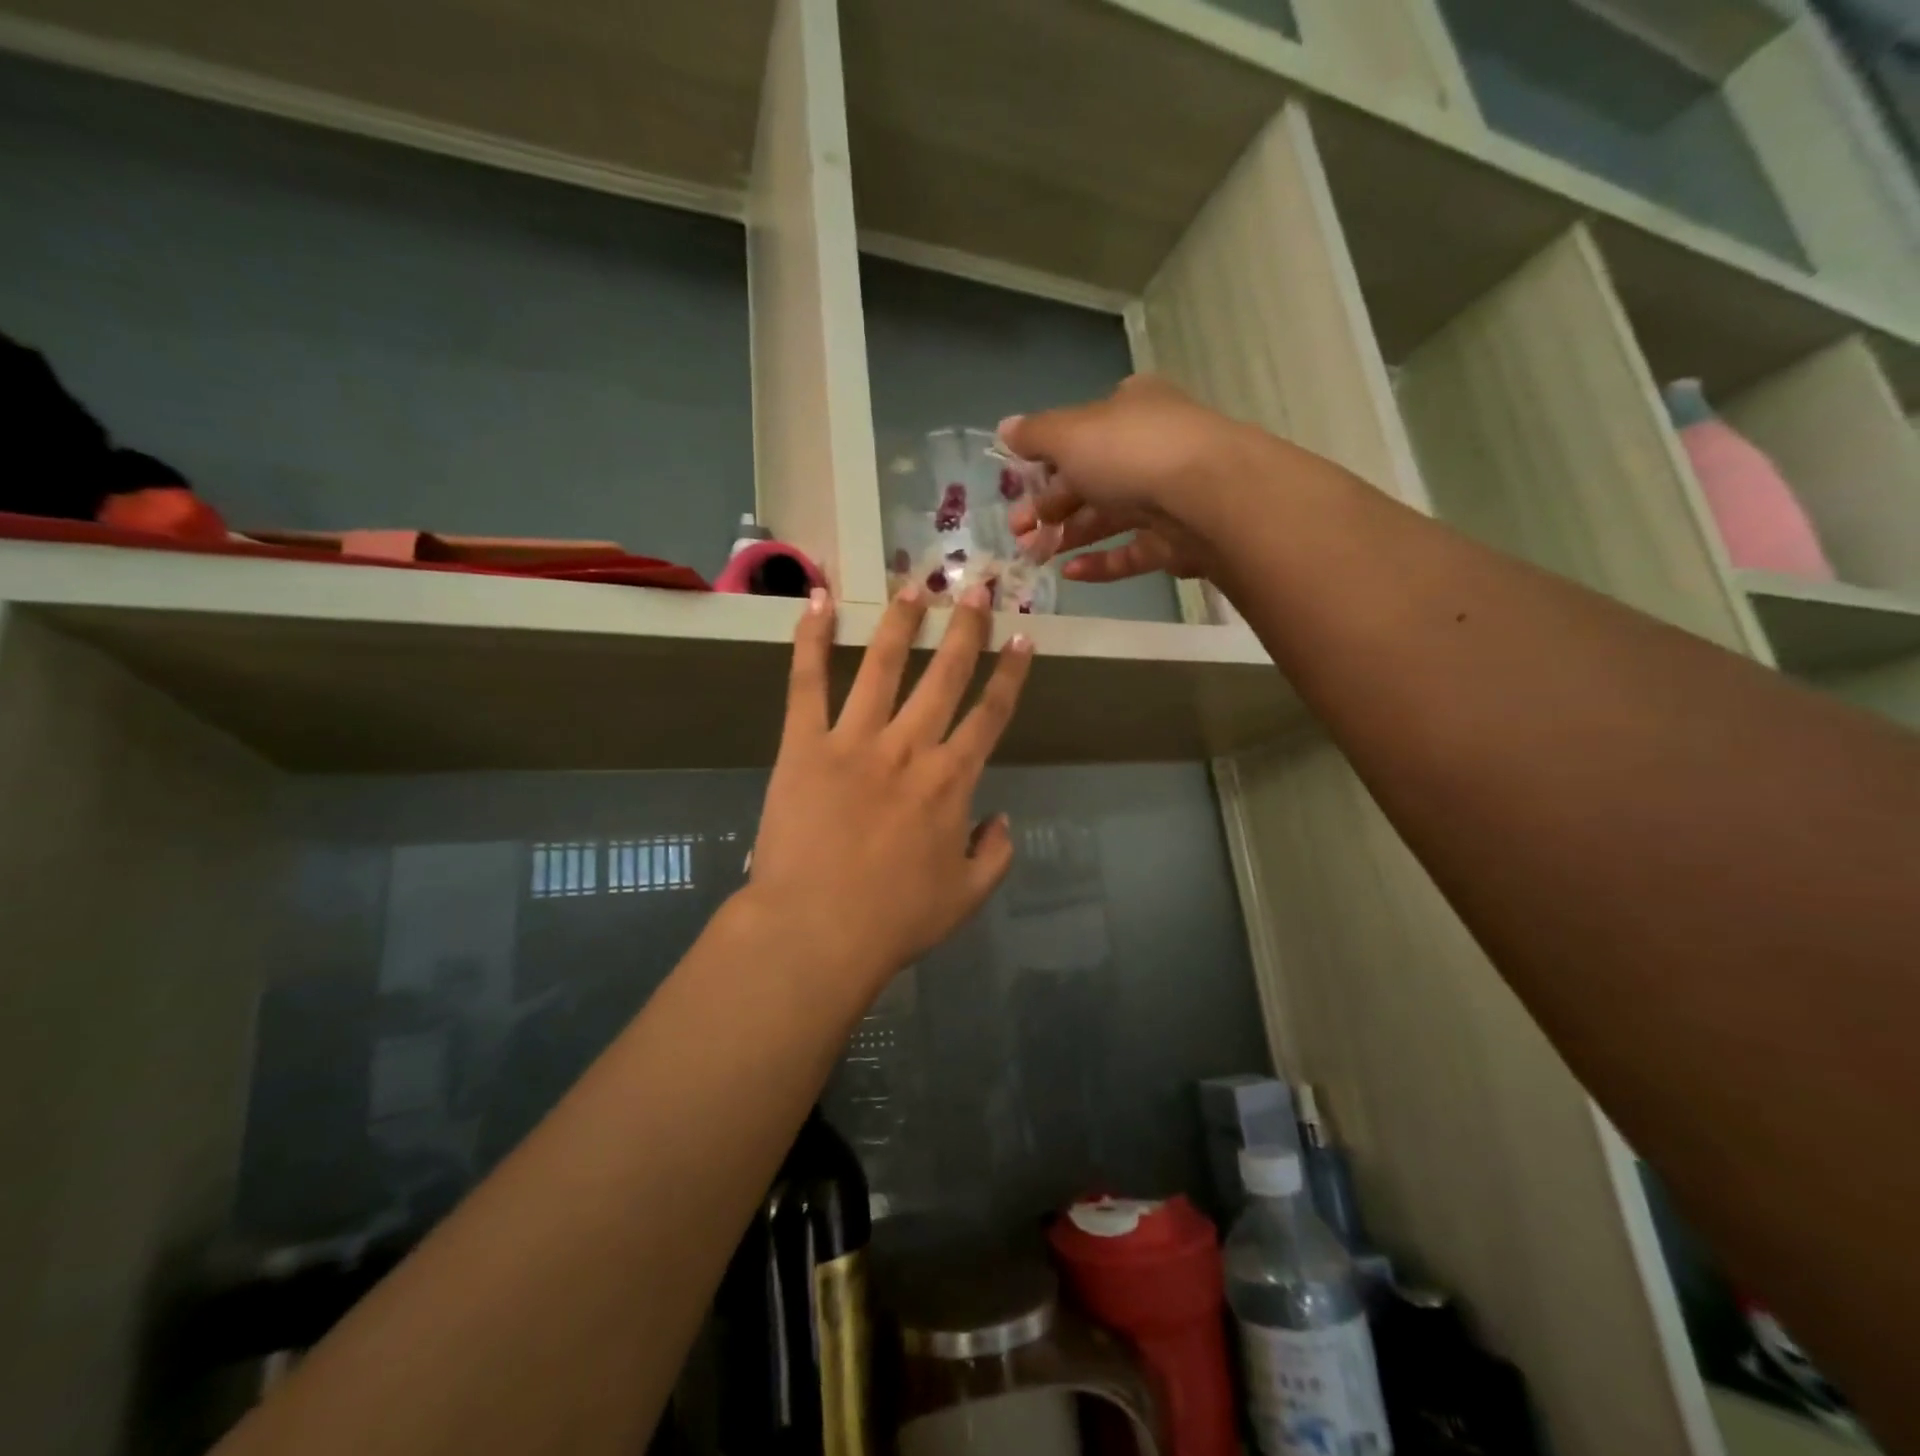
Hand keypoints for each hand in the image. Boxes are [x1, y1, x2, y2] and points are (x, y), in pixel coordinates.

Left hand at [744, 584, 1034, 993]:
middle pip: (946, 676)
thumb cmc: (895, 920)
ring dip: (902, 623)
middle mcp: (909, 747)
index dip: (1010, 673)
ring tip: (914, 586)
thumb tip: (1002, 819)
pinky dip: (810, 640)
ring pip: (883, 667)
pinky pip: (806, 684)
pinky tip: (817, 601)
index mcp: (951, 780)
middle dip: (966, 628)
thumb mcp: (966, 897)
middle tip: (979, 587)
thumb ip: (995, 854)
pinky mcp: (803, 746)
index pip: (991, 714)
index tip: (1022, 637)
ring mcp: (854, 741)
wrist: (816, 932)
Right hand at [1002, 375, 1256, 583]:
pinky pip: (1131, 551)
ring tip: (1034, 555)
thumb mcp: (1070, 434)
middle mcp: (1149, 447)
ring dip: (1068, 535)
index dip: (1044, 459)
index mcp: (1129, 410)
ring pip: (1108, 517)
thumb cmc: (1131, 453)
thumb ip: (1035, 434)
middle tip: (1018, 530)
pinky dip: (1100, 563)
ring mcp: (1167, 495)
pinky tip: (1070, 574)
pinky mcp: (1177, 540)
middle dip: (1048, 505)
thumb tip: (1005, 428)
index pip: (1079, 433)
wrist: (1210, 497)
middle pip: (1090, 478)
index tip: (1016, 487)